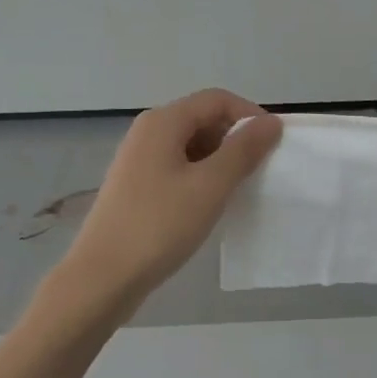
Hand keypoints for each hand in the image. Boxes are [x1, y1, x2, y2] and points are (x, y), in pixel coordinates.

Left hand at [63, 89, 281, 309]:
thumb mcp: (210, 186)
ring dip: (220, 161)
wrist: (102, 278)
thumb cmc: (159, 226)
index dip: (250, 116)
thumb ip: (243, 150)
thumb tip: (271, 122)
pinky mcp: (137, 185)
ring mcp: (139, 159)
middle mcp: (148, 132)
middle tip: (259, 172)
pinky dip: (201, 177)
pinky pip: (178, 167)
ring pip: (192, 145)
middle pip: (203, 119)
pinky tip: (210, 205)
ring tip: (238, 191)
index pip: (218, 99)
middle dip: (235, 139)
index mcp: (164, 122)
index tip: (274, 146)